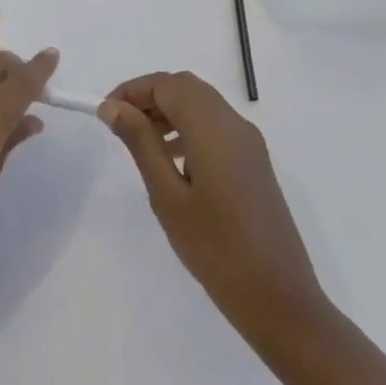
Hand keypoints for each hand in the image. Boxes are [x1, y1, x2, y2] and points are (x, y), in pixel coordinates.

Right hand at [98, 72, 327, 352]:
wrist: (280, 300)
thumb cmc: (216, 249)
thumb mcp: (167, 195)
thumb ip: (140, 143)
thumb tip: (113, 106)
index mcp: (213, 127)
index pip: (166, 84)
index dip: (132, 90)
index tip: (105, 113)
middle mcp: (234, 123)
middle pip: (186, 88)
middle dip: (150, 97)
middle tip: (120, 124)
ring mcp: (249, 143)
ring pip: (202, 104)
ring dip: (169, 111)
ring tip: (141, 143)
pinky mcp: (255, 162)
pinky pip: (216, 126)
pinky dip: (189, 127)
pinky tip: (174, 162)